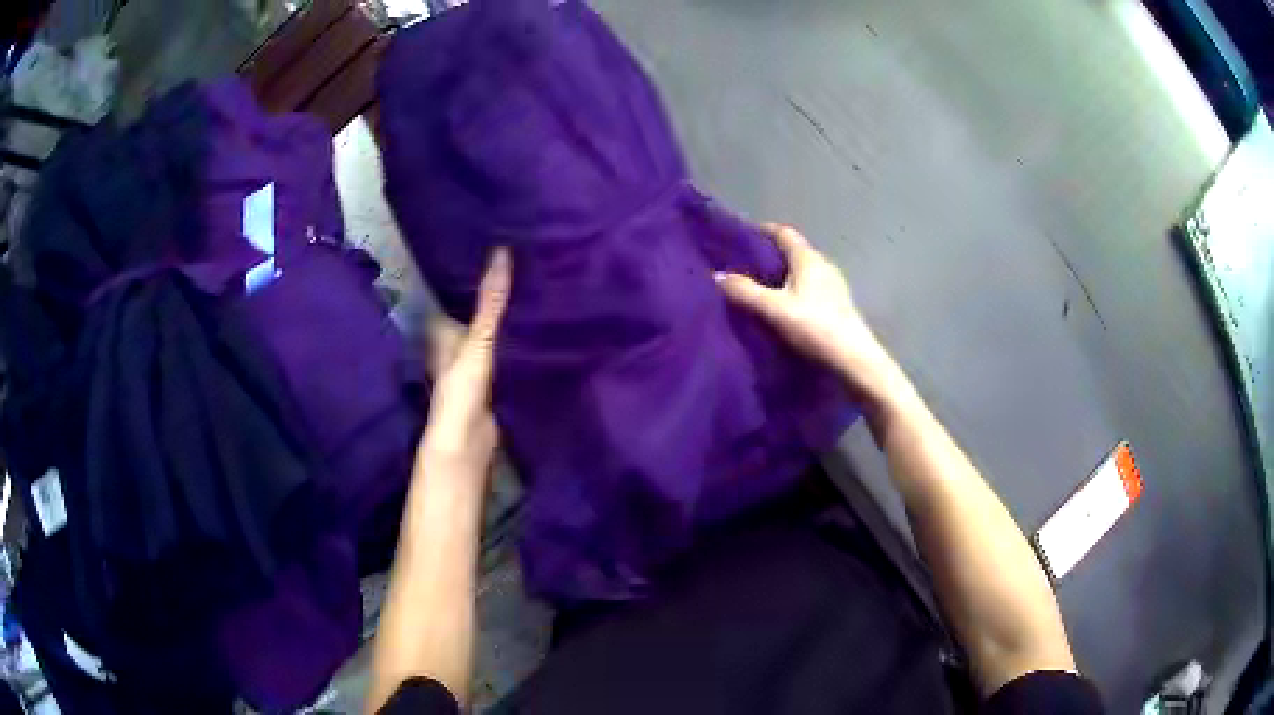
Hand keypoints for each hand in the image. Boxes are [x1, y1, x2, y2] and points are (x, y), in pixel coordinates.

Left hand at [420, 248, 512, 475]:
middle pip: (472, 314)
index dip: (467, 274)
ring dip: (504, 318)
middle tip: (521, 264)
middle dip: (491, 294)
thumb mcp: (477, 343)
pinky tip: (536, 330)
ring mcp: (473, 365)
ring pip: (489, 333)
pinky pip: (504, 354)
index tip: (491, 249)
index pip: (453, 295)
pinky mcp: (492, 382)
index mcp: (443, 332)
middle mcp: (455, 346)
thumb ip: (490, 305)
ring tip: (533, 289)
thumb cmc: (462, 392)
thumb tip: (502, 253)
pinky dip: (515, 342)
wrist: (468, 445)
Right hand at [715, 224, 899, 402]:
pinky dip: (793, 291)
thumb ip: (745, 292)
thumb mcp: (775, 310)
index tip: (741, 236)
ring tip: (758, 288)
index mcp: (808, 259)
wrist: (854, 360)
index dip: (762, 231)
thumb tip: (717, 276)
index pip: (783, 233)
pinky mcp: (837, 306)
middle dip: (769, 255)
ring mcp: (833, 286)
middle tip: (742, 265)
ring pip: (801, 272)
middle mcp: (823, 265)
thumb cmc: (815, 327)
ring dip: (782, 275)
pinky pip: (809, 289)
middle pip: (793, 251)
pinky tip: (782, 309)